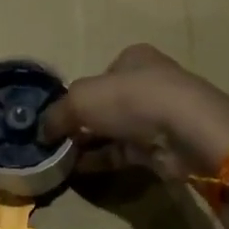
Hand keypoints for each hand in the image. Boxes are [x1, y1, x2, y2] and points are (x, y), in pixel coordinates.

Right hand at [42, 44, 228, 180]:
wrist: (187, 133)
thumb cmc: (132, 100)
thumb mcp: (81, 99)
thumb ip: (57, 114)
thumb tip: (41, 132)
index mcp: (133, 58)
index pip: (99, 75)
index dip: (77, 94)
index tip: (57, 115)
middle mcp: (149, 82)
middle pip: (106, 104)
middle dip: (81, 122)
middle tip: (54, 141)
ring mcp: (159, 116)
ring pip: (115, 130)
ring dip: (89, 143)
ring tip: (59, 159)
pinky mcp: (164, 146)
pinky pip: (125, 153)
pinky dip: (102, 160)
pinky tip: (79, 170)